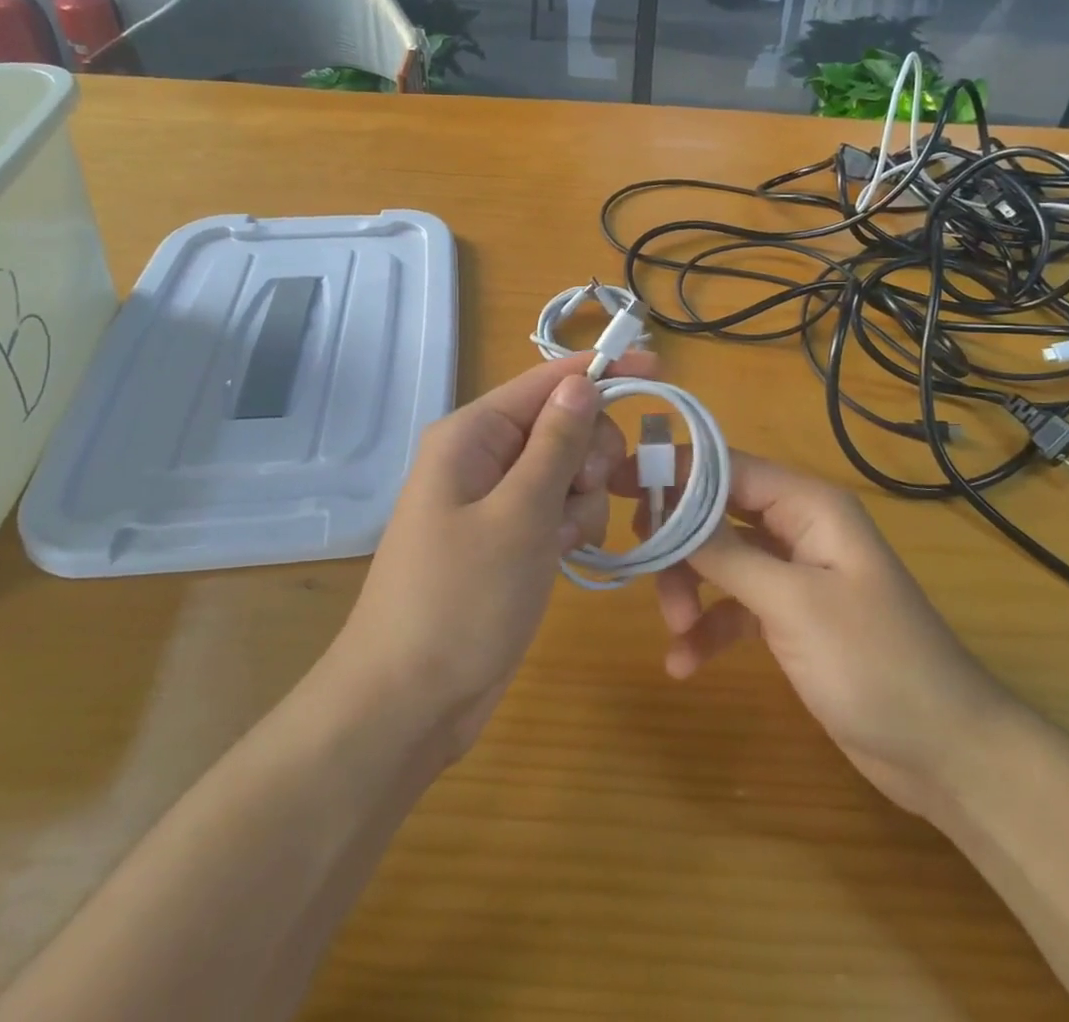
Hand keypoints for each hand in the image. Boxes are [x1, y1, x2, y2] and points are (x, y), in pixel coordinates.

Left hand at [331, 351, 656, 758]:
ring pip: (567, 470)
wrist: (410, 701)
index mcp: (472, 435)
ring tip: (563, 540)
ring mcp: (495, 500)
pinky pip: (557, 509)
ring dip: (583, 498)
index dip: (599, 370)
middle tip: (590, 488)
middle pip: (562, 424)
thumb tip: (581, 381)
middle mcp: (482, 457)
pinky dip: (572, 525)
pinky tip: (563, 556)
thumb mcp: (519, 514)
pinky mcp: (509, 538)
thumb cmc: (461, 599)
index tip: (657, 367)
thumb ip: (556, 443)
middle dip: (590, 452)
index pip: (545, 382)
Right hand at [626, 449, 1011, 817]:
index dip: (672, 471)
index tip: (618, 484)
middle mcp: (798, 527)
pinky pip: (735, 605)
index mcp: (808, 505)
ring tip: (675, 632)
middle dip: (678, 541)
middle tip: (642, 567)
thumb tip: (669, 505)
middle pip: (716, 510)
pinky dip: (709, 627)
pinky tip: (685, 664)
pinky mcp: (790, 615)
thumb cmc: (872, 662)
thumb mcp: (791, 603)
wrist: (944, 752)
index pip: (725, 466)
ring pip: (720, 559)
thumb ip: (725, 553)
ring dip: (690, 590)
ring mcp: (794, 572)